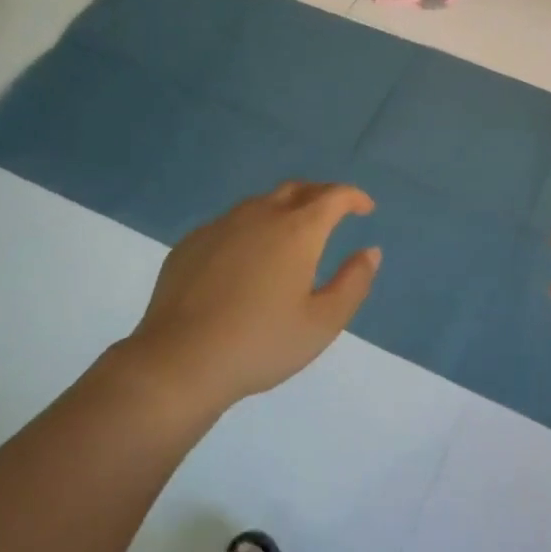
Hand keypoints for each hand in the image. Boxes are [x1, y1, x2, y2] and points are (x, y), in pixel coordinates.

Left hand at [115, 182, 380, 410]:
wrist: (179, 362)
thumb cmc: (261, 343)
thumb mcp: (323, 322)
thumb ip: (353, 282)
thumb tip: (370, 252)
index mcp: (297, 231)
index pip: (333, 197)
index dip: (354, 197)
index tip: (365, 208)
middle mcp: (259, 216)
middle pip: (297, 189)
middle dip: (321, 195)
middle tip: (334, 213)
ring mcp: (220, 227)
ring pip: (260, 204)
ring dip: (284, 209)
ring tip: (292, 236)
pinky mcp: (190, 244)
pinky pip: (230, 224)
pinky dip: (251, 229)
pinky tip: (247, 260)